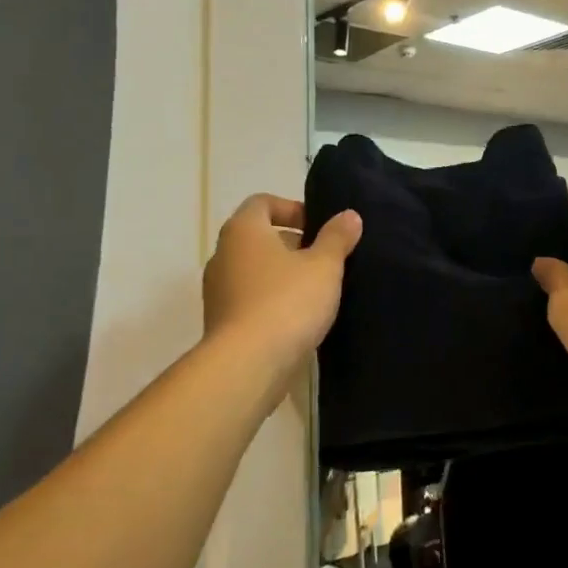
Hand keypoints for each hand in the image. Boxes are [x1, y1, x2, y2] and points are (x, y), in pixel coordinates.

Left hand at [202, 195, 361, 377]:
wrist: (248, 364)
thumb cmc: (288, 301)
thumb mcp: (324, 265)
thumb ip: (337, 237)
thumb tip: (349, 215)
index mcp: (243, 230)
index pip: (262, 202)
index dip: (292, 209)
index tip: (318, 227)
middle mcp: (223, 254)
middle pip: (258, 237)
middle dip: (292, 244)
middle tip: (324, 259)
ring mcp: (218, 291)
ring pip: (254, 270)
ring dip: (282, 275)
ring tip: (316, 291)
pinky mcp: (221, 322)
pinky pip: (250, 299)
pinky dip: (272, 301)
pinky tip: (298, 319)